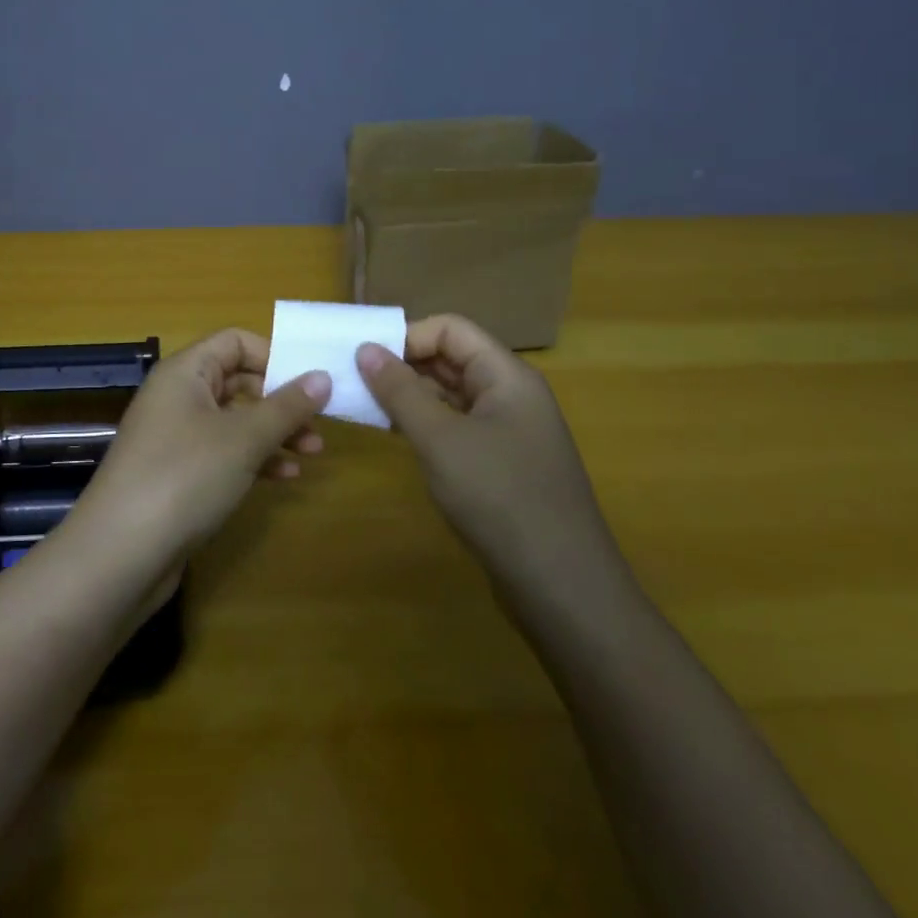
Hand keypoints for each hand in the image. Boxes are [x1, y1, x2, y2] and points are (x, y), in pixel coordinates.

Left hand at [75, 329, 330, 564]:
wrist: (120, 553)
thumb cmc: (185, 476)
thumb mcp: (243, 438)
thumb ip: (287, 406)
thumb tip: (323, 376)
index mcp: (185, 372)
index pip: (235, 341)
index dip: (274, 355)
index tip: (311, 382)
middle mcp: (177, 397)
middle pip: (237, 381)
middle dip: (280, 399)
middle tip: (319, 422)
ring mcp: (175, 437)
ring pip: (234, 420)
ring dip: (273, 432)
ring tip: (313, 452)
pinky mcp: (177, 475)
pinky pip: (223, 453)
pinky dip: (254, 459)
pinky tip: (285, 477)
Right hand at [355, 315, 622, 605]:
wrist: (562, 587)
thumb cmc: (500, 498)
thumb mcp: (441, 439)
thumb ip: (400, 391)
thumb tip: (366, 349)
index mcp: (507, 376)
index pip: (451, 329)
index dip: (407, 336)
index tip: (365, 360)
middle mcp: (511, 395)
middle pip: (451, 359)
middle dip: (403, 365)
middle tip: (355, 381)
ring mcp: (508, 432)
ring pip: (451, 395)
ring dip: (409, 396)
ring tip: (365, 406)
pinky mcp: (500, 464)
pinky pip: (456, 427)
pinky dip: (424, 425)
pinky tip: (394, 436)